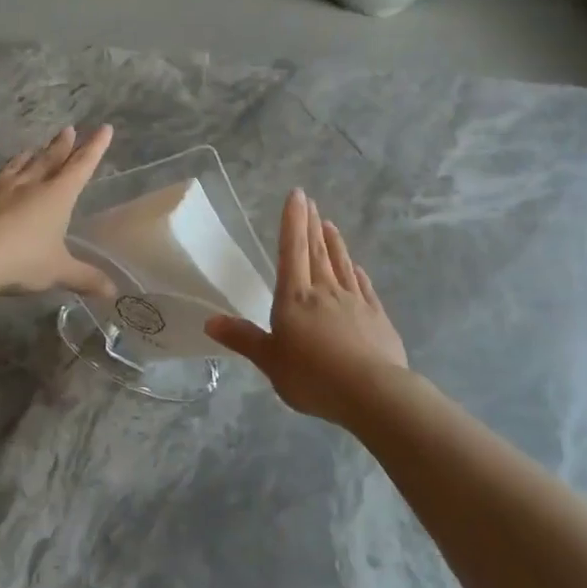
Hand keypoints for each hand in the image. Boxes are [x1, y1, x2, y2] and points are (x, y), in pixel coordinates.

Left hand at [0, 126, 116, 297]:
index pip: (81, 166)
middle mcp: (27, 185)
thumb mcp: (58, 271)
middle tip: (68, 130)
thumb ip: (85, 278)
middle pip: (48, 160)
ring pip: (14, 167)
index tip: (104, 129)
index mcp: (55, 196)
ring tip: (31, 149)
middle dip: (61, 146)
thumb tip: (113, 292)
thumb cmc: (21, 261)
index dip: (94, 148)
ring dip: (25, 157)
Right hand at [206, 188, 407, 423]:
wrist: (371, 392)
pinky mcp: (377, 318)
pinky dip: (357, 274)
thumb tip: (209, 321)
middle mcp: (325, 292)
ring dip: (335, 243)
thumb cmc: (312, 376)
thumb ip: (243, 338)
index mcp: (295, 298)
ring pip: (341, 265)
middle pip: (317, 252)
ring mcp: (355, 302)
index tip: (297, 195)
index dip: (292, 222)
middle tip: (311, 201)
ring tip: (330, 224)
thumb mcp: (269, 361)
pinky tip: (356, 268)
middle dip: (311, 225)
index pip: (292, 251)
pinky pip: (364, 288)